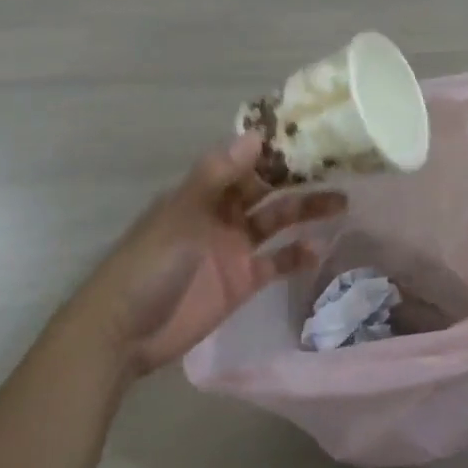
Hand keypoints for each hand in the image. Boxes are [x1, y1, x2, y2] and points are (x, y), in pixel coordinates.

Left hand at [75, 134, 343, 377]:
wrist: (125, 332)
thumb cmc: (148, 264)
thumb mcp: (181, 214)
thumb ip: (217, 176)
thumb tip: (256, 136)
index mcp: (204, 192)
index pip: (246, 163)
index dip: (275, 151)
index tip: (310, 136)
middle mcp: (222, 214)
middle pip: (267, 190)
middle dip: (298, 178)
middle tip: (338, 167)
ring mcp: (234, 248)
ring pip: (277, 222)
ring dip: (306, 212)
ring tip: (342, 203)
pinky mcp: (243, 282)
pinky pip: (277, 262)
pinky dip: (298, 255)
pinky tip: (319, 249)